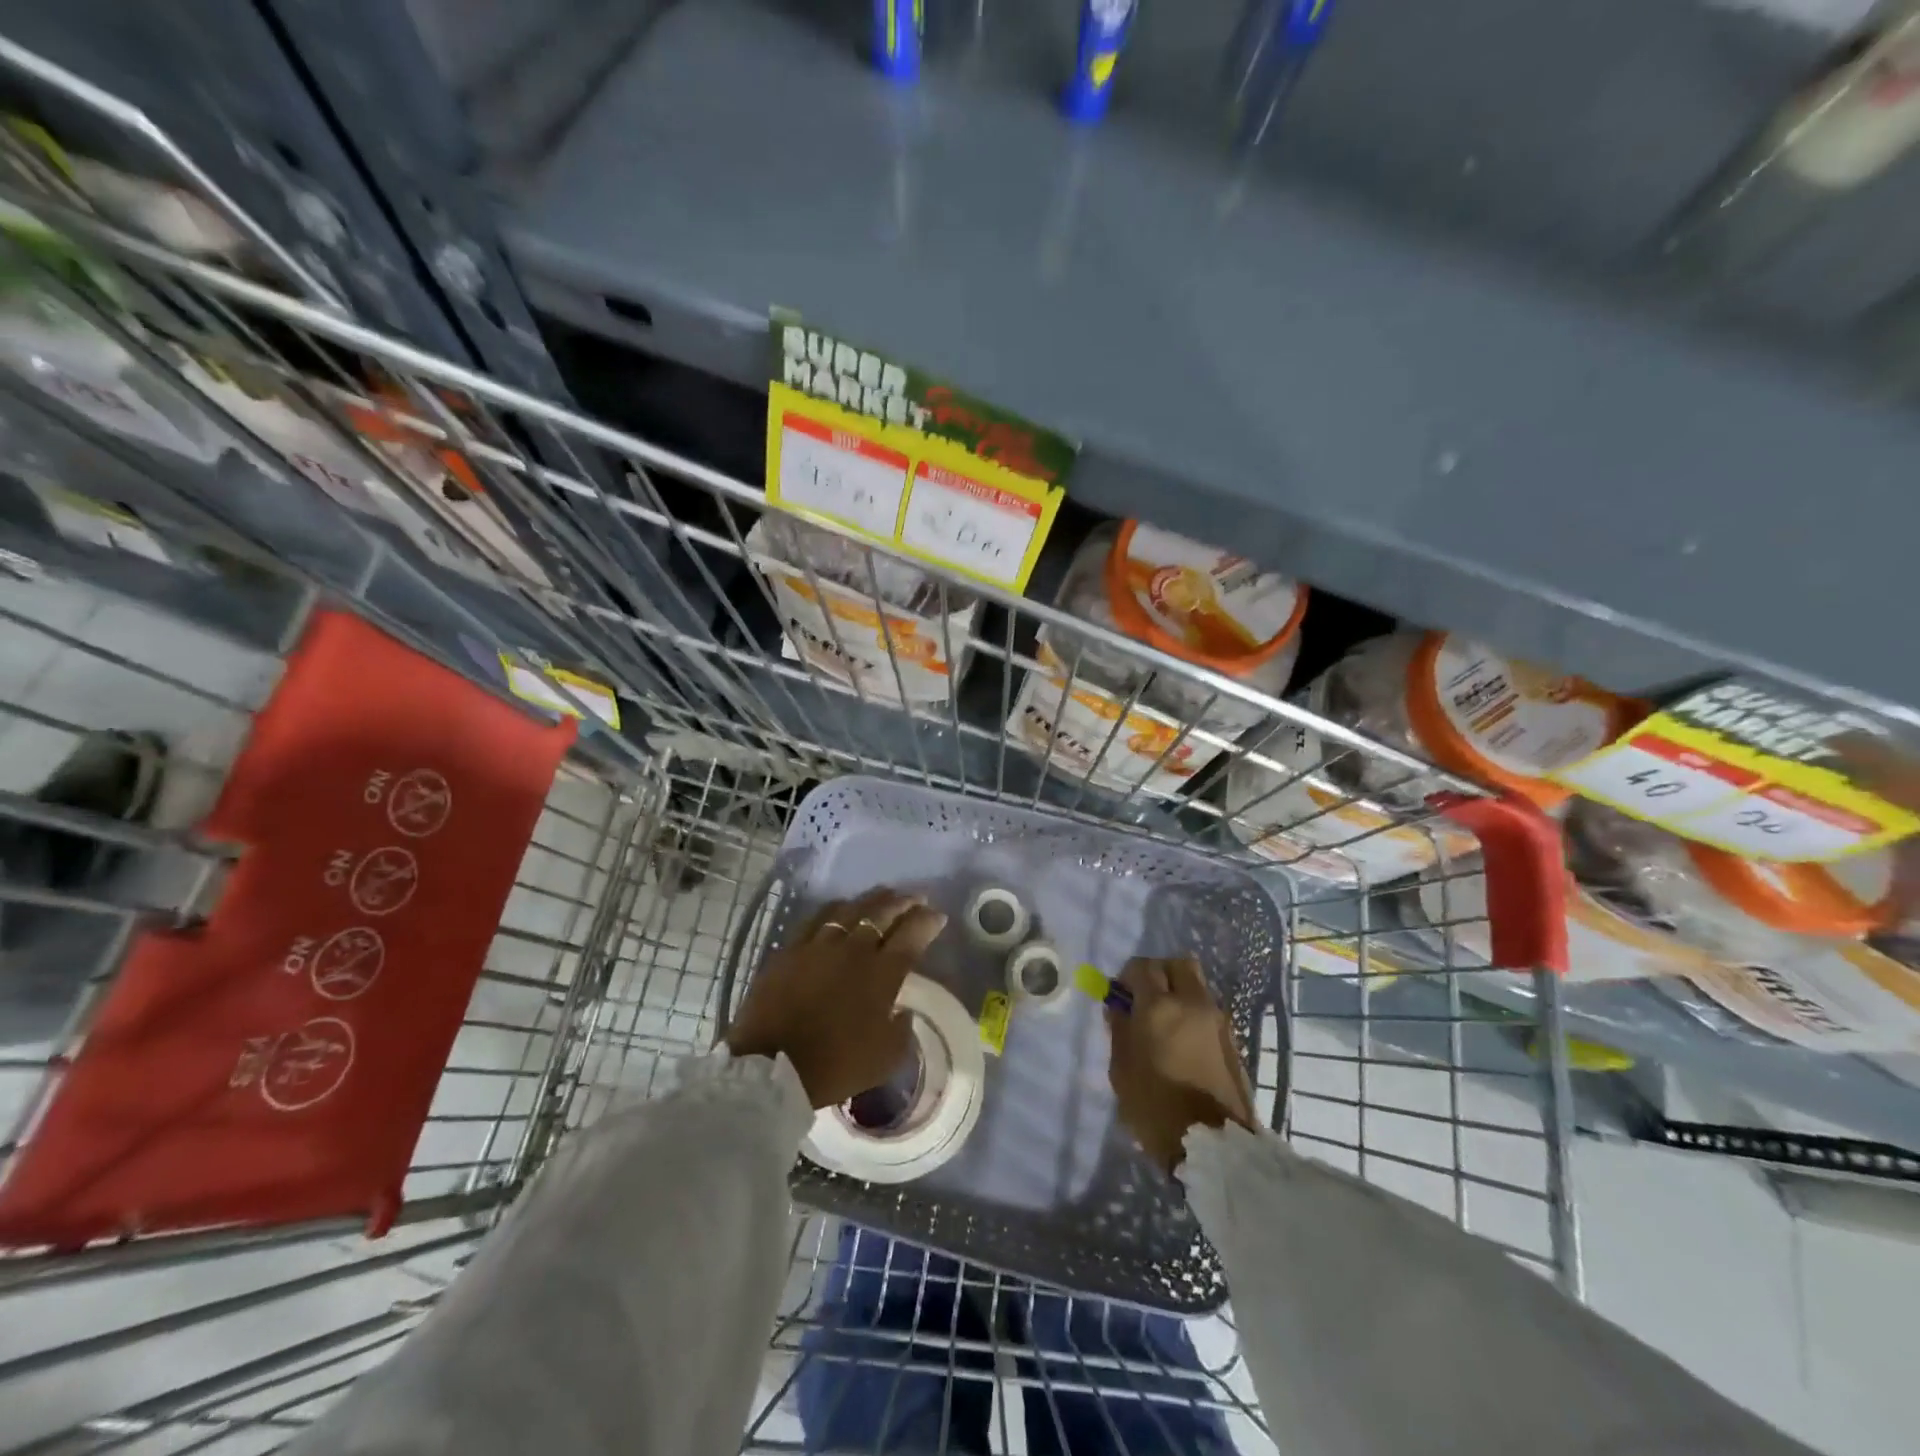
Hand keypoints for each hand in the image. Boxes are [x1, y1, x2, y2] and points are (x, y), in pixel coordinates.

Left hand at [725, 887, 947, 1109]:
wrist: (771, 1067)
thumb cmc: (834, 1065)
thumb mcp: (885, 1058)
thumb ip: (902, 1029)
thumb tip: (902, 1010)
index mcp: (882, 973)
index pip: (913, 934)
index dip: (928, 921)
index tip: (938, 917)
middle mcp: (854, 949)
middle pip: (884, 912)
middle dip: (905, 902)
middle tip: (916, 898)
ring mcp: (820, 944)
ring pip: (852, 908)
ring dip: (873, 899)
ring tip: (884, 895)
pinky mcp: (792, 948)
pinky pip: (819, 917)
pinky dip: (837, 907)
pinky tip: (842, 907)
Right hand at [1107, 956, 1257, 1172]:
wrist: (1214, 1148)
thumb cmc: (1156, 1109)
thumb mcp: (1122, 1070)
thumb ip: (1120, 1030)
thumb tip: (1119, 1006)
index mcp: (1160, 1007)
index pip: (1142, 966)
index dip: (1128, 976)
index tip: (1121, 996)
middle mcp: (1193, 1003)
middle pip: (1178, 964)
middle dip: (1159, 973)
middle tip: (1145, 998)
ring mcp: (1218, 1020)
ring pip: (1196, 985)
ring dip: (1179, 992)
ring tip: (1165, 1023)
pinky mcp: (1233, 1040)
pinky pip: (1208, 1009)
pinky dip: (1193, 1013)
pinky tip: (1183, 1042)